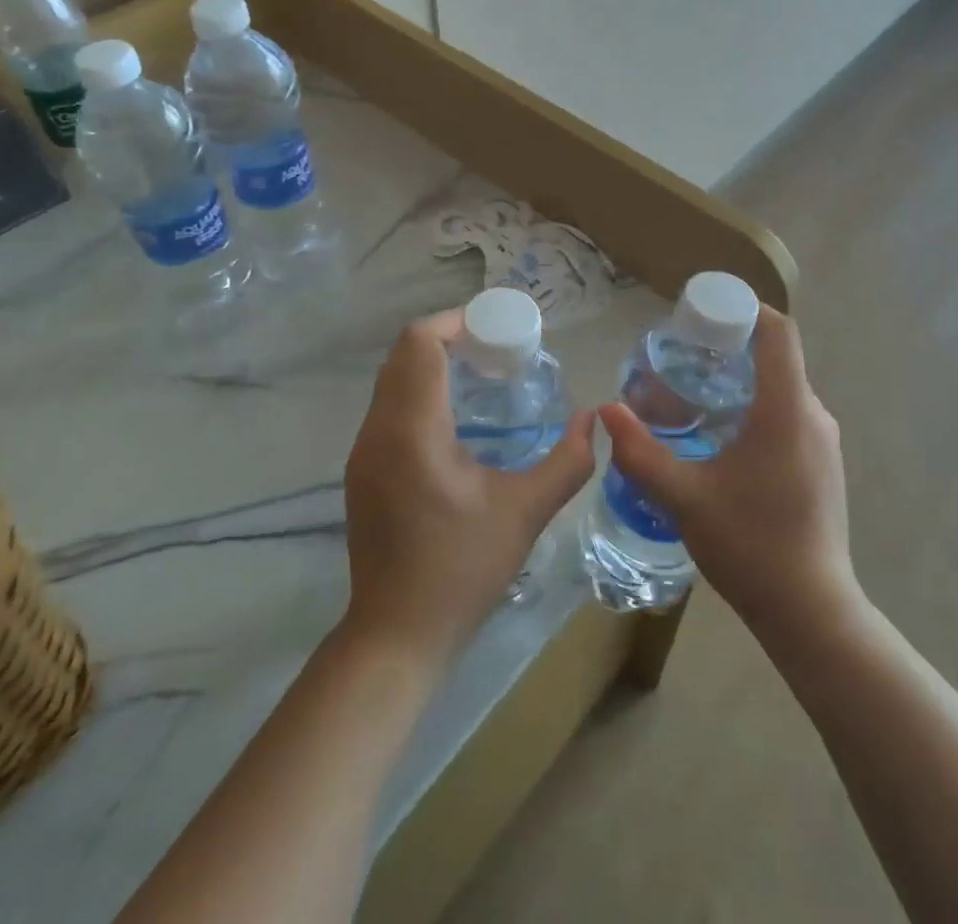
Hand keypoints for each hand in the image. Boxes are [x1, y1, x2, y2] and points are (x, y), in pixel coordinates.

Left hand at [342, 310, 596, 660]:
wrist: (396, 635)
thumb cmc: (462, 569)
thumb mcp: (525, 512)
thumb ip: (568, 461)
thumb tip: (595, 420)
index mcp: (412, 430)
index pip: (420, 344)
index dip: (456, 322)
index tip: (497, 328)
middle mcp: (378, 430)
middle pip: (404, 354)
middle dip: (449, 338)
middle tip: (497, 348)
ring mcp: (363, 451)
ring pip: (392, 379)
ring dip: (432, 364)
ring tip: (481, 375)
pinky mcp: (363, 470)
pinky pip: (388, 406)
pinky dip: (419, 391)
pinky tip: (456, 417)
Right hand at [604, 306, 854, 635]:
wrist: (812, 614)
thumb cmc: (751, 547)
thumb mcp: (684, 499)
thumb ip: (641, 452)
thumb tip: (605, 411)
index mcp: (786, 409)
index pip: (778, 330)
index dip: (744, 309)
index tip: (702, 314)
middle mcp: (813, 414)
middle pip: (776, 356)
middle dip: (729, 348)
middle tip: (680, 357)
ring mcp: (824, 441)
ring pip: (781, 388)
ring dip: (741, 381)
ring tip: (692, 396)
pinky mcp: (823, 464)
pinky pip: (789, 414)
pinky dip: (756, 407)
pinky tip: (721, 437)